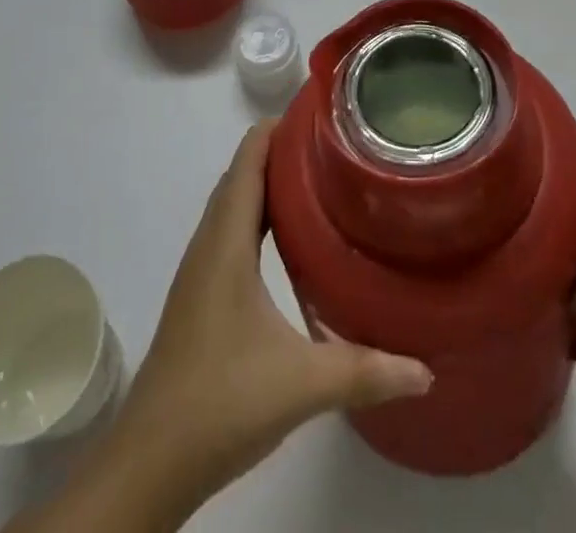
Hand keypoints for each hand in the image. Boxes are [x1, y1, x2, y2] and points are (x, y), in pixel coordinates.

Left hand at [111, 122, 432, 509]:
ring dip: (269, 182)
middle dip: (283, 150)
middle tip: (335, 144)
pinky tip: (290, 238)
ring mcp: (201, 270)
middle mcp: (210, 244)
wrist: (150, 462)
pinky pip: (232, 232)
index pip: (248, 159)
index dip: (278, 128)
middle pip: (242, 174)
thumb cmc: (219, 402)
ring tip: (320, 178)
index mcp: (226, 241)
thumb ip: (364, 371)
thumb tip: (425, 369)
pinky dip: (259, 215)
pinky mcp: (202, 295)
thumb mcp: (300, 383)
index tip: (321, 114)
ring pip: (235, 204)